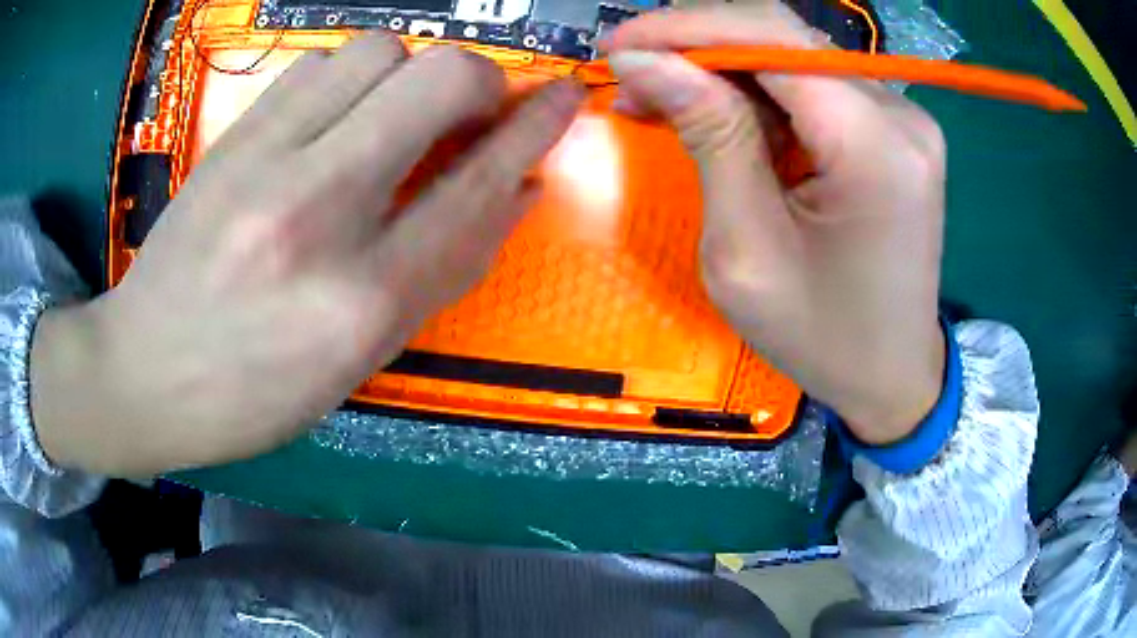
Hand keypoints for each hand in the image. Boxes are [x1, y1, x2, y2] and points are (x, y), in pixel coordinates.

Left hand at [31, 34, 583, 474]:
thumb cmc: (256, 390)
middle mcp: (317, 212)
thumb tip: (516, 189)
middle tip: (471, 112)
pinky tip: (336, 118)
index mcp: (361, 299)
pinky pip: (317, 63)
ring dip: (410, 74)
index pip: (479, 185)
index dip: (536, 129)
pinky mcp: (231, 136)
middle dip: (480, 82)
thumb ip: (446, 267)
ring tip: (395, 117)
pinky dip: (349, 78)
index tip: (567, 97)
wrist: (144, 372)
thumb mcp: (363, 356)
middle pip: (439, 79)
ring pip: (378, 50)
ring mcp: (264, 161)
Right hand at [605, 4, 946, 443]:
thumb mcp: (747, 249)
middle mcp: (900, 114)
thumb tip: (645, 61)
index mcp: (876, 147)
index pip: (772, 39)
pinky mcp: (895, 131)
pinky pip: (815, 89)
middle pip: (785, 39)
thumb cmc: (822, 336)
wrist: (893, 377)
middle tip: (634, 75)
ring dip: (724, 72)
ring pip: (795, 60)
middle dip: (699, 47)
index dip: (687, 28)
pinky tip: (719, 117)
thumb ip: (708, 136)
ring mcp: (904, 119)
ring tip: (662, 100)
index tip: (617, 45)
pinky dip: (760, 95)